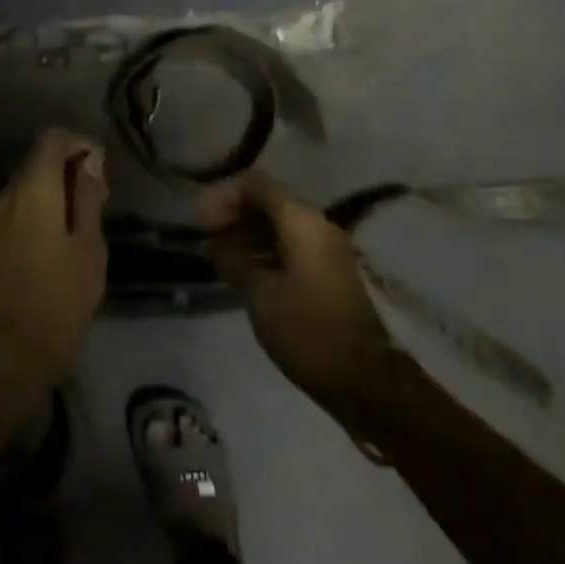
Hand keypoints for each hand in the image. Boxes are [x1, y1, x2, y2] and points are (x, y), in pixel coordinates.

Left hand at [0, 129, 109, 397]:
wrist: (9, 354)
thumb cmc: (60, 299)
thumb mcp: (88, 246)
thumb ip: (88, 198)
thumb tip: (89, 160)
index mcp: (34, 190)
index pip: (53, 138)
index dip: (81, 144)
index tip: (103, 172)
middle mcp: (9, 195)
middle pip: (40, 159)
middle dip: (72, 168)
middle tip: (101, 201)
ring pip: (31, 184)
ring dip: (60, 190)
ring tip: (88, 223)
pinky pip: (23, 207)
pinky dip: (46, 208)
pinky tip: (65, 240)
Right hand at [201, 173, 393, 413]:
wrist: (364, 379)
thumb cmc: (307, 329)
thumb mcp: (259, 294)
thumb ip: (233, 259)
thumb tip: (214, 243)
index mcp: (301, 221)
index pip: (256, 185)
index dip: (223, 196)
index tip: (200, 222)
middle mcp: (318, 225)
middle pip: (269, 201)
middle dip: (234, 214)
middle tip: (206, 239)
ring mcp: (327, 249)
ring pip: (280, 225)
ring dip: (247, 234)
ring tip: (218, 257)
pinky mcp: (329, 273)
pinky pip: (291, 246)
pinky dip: (264, 251)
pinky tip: (243, 272)